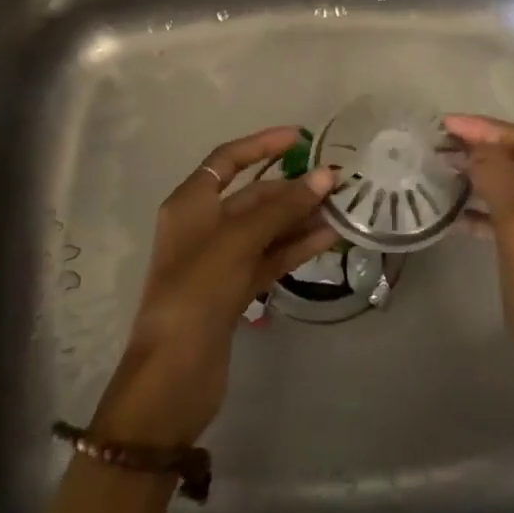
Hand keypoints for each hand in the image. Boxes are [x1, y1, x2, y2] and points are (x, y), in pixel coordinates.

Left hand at [93, 127, 335, 448]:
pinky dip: (295, 247)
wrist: (172, 375)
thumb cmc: (197, 291)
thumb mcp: (238, 241)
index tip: (300, 137)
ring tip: (340, 208)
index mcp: (191, 203)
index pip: (228, 159)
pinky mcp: (233, 290)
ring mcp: (219, 260)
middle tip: (335, 181)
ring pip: (265, 228)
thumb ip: (282, 208)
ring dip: (299, 217)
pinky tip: (327, 238)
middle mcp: (203, 226)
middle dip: (291, 187)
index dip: (262, 144)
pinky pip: (269, 257)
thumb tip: (325, 176)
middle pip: (252, 195)